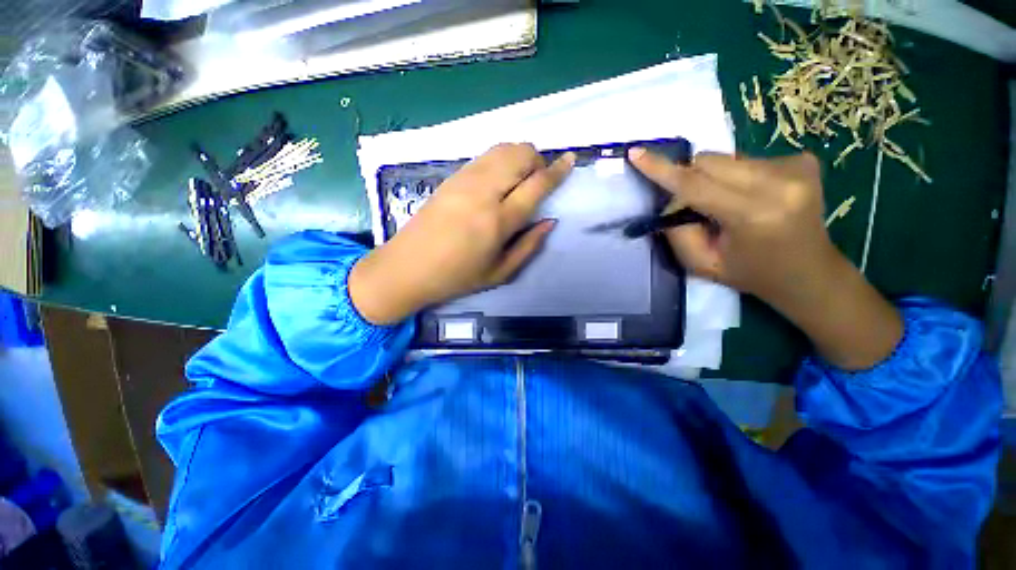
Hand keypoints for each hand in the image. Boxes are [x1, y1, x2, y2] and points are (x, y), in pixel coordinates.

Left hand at [350, 143, 574, 324]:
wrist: (408, 267)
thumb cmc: (457, 277)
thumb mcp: (500, 272)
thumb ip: (529, 246)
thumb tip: (549, 221)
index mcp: (498, 220)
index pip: (536, 184)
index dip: (557, 170)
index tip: (571, 160)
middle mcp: (483, 192)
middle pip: (520, 154)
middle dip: (537, 160)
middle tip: (538, 180)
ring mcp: (464, 180)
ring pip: (502, 149)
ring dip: (519, 156)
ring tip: (520, 179)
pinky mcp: (451, 177)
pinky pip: (484, 157)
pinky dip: (500, 159)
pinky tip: (498, 179)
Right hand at [629, 149, 901, 369]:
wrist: (809, 272)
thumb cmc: (750, 273)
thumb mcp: (702, 264)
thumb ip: (678, 232)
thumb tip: (672, 201)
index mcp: (753, 214)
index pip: (694, 185)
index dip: (661, 169)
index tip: (636, 153)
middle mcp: (779, 182)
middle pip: (709, 162)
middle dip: (691, 178)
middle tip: (696, 206)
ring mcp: (796, 166)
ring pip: (726, 159)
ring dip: (714, 179)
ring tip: (729, 205)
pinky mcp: (803, 159)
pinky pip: (746, 159)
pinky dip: (736, 176)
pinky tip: (752, 197)